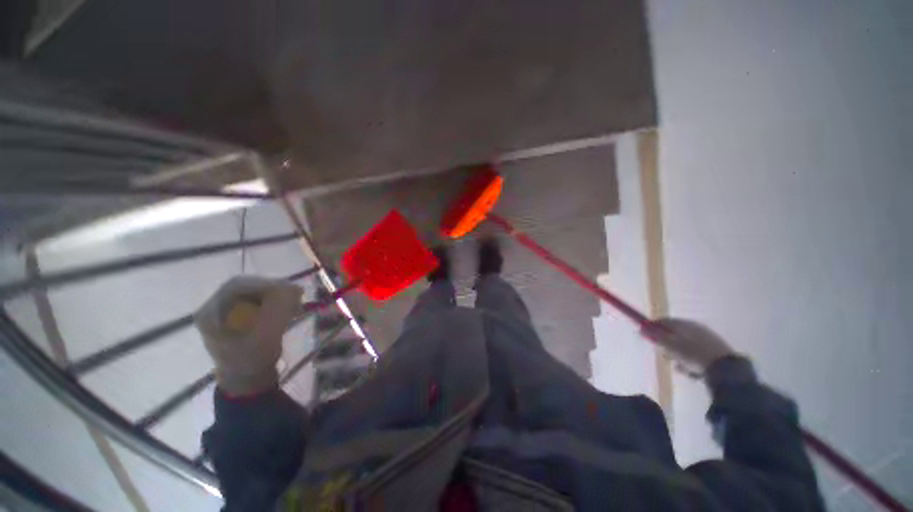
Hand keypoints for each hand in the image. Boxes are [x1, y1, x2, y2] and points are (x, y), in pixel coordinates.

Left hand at [195, 276, 301, 395]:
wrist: (247, 382)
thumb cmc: (252, 361)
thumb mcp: (265, 336)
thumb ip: (277, 310)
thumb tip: (294, 288)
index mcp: (211, 312)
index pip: (238, 285)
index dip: (265, 283)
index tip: (290, 290)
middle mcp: (215, 309)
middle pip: (247, 288)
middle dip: (274, 290)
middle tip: (296, 297)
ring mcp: (226, 313)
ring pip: (255, 294)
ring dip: (278, 297)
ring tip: (295, 306)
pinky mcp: (239, 318)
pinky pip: (259, 302)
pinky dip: (276, 303)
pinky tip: (289, 311)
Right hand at [643, 318, 734, 373]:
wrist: (726, 371)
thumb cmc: (693, 355)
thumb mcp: (671, 346)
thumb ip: (655, 337)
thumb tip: (641, 328)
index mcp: (685, 324)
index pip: (664, 321)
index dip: (653, 328)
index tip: (646, 337)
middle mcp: (696, 328)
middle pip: (673, 334)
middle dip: (667, 346)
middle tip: (665, 355)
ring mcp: (706, 340)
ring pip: (684, 346)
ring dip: (678, 356)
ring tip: (680, 367)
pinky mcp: (714, 352)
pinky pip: (695, 355)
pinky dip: (690, 362)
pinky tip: (692, 371)